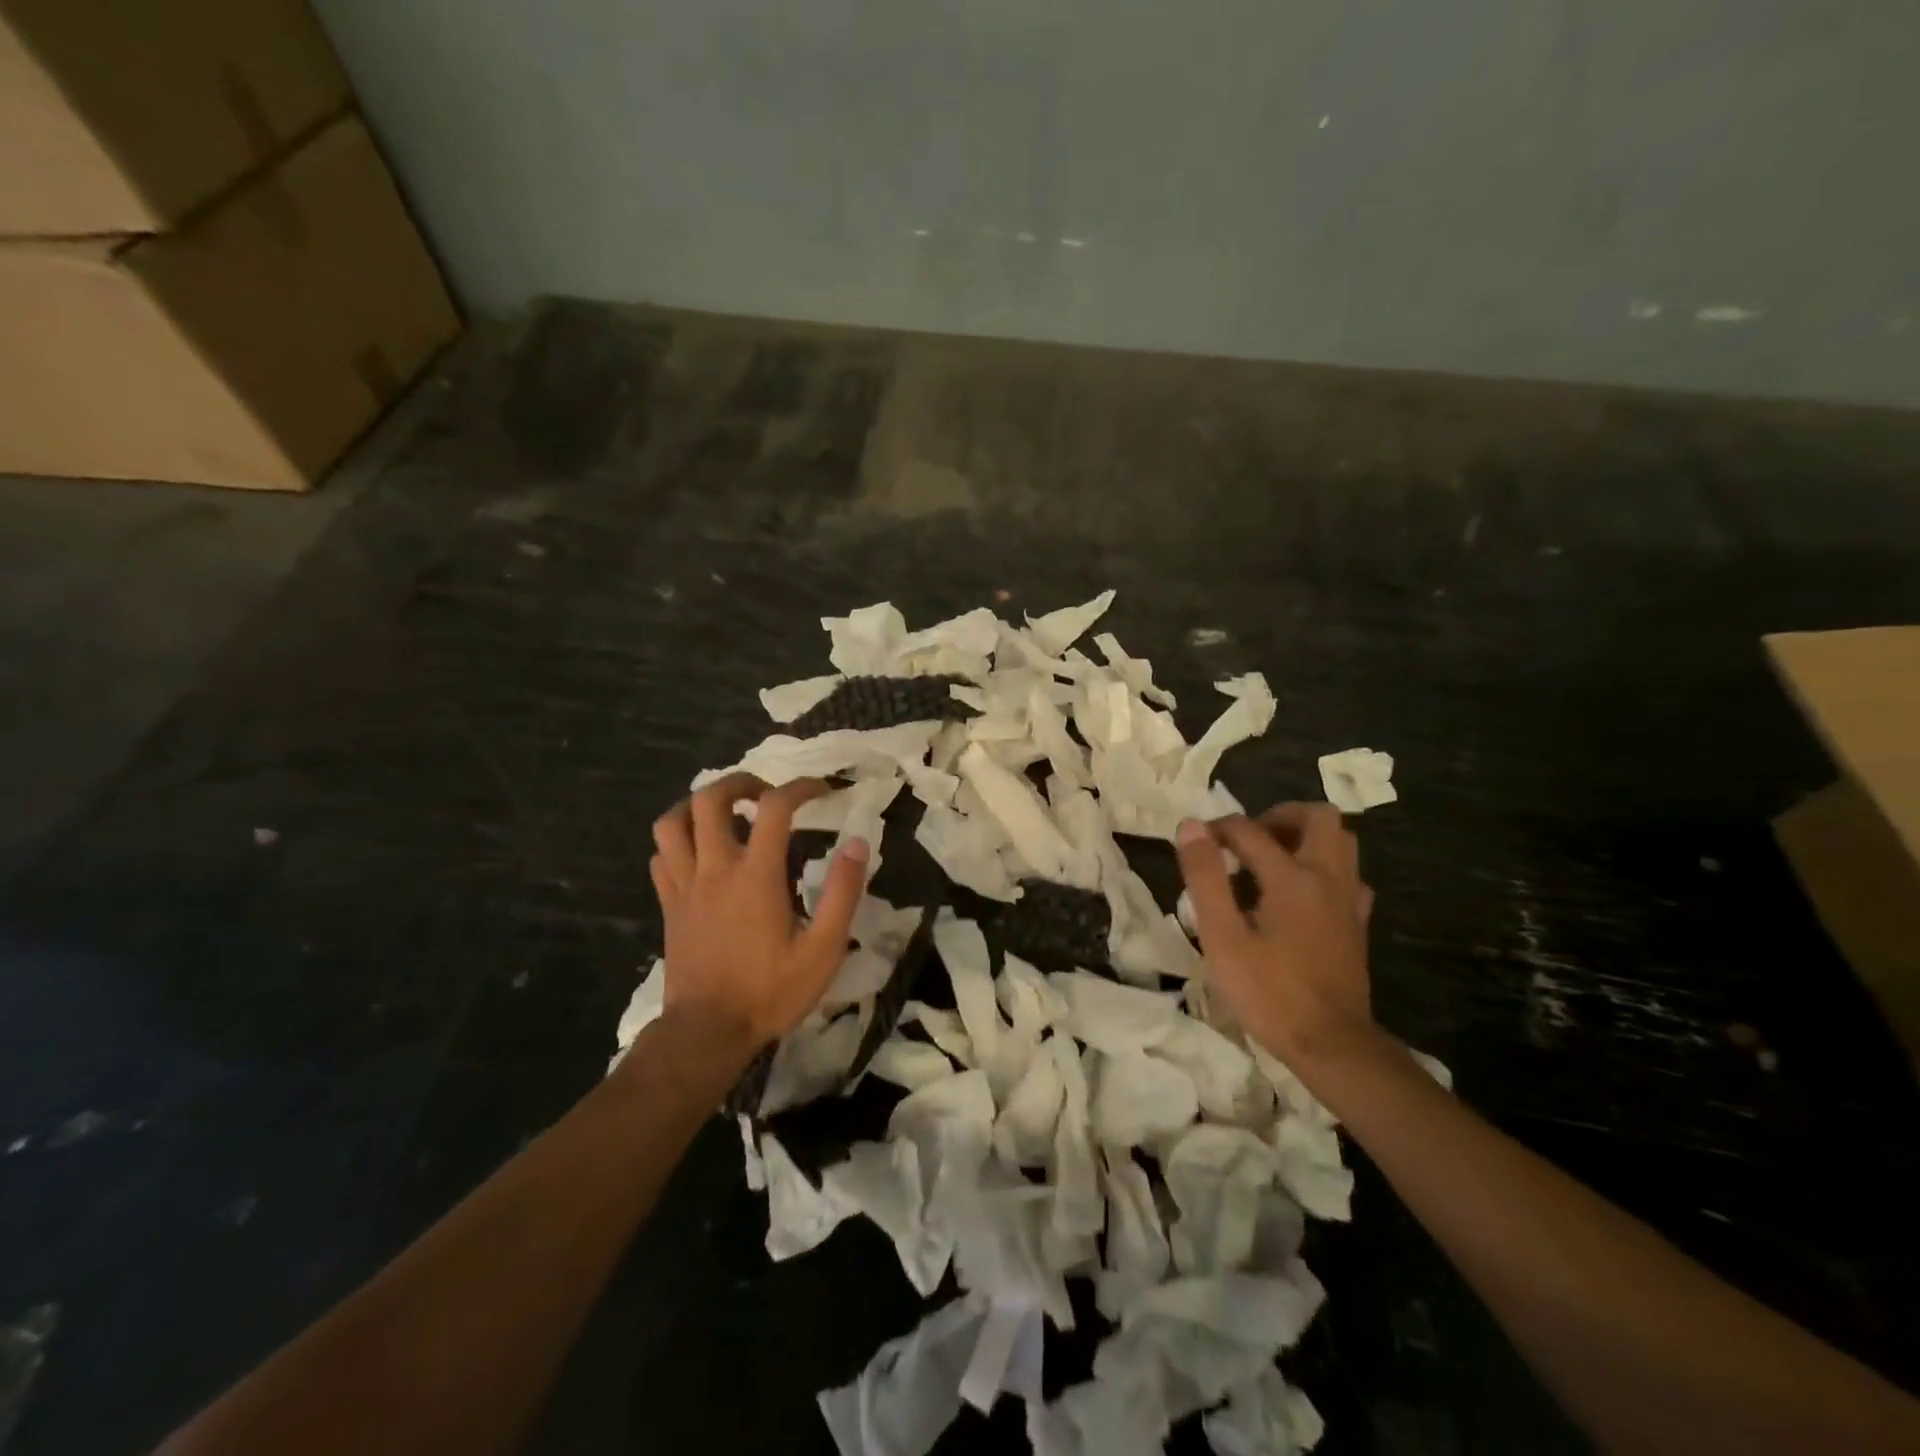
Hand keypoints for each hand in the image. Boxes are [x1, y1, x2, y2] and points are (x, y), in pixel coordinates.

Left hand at [650, 774, 869, 1057]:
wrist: (707, 1033)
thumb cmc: (770, 992)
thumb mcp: (823, 948)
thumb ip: (843, 892)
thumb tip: (857, 843)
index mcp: (755, 875)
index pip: (775, 807)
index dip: (800, 787)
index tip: (821, 791)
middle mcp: (715, 868)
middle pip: (709, 798)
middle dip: (739, 782)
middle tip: (765, 793)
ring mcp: (684, 886)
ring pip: (671, 822)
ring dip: (697, 806)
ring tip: (725, 814)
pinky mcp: (668, 906)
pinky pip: (661, 856)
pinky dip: (678, 842)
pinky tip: (700, 853)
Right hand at [1175, 803, 1374, 1068]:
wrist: (1331, 1045)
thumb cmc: (1268, 992)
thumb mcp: (1222, 937)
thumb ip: (1206, 877)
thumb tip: (1192, 826)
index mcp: (1292, 877)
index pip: (1249, 830)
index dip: (1217, 829)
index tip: (1195, 844)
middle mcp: (1327, 877)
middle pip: (1316, 817)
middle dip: (1278, 816)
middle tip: (1247, 841)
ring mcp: (1349, 899)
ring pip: (1340, 841)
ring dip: (1304, 837)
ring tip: (1269, 860)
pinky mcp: (1357, 922)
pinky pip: (1346, 874)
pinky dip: (1321, 867)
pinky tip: (1297, 893)